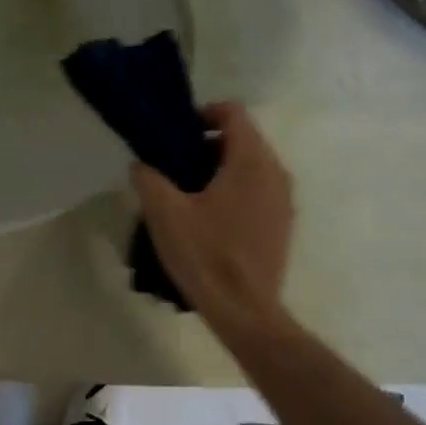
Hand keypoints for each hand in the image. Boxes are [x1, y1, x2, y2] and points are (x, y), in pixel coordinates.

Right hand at [131, 102, 292, 332]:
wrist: (245, 310)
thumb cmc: (205, 255)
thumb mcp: (164, 213)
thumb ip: (149, 179)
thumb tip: (142, 165)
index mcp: (251, 162)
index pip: (233, 113)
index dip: (203, 113)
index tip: (176, 133)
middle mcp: (275, 173)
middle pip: (243, 139)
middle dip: (207, 144)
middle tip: (174, 164)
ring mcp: (284, 201)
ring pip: (251, 166)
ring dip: (220, 169)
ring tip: (187, 193)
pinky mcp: (282, 224)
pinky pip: (258, 190)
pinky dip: (234, 190)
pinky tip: (208, 218)